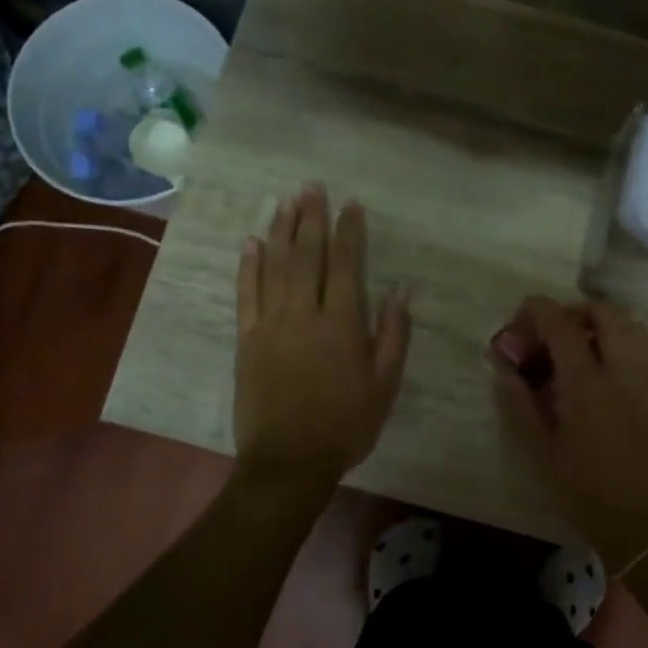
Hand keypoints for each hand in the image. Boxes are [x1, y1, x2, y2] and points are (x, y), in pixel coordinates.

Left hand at [235, 184, 410, 484]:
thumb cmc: (346, 424)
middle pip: (307, 255)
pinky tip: (252, 242)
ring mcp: (270, 324)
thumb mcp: (385, 384)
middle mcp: (304, 313)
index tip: (351, 204)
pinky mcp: (247, 339)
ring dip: (281, 231)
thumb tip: (400, 289)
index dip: (349, 231)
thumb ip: (393, 334)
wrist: (289, 461)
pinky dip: (249, 266)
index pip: (345, 265)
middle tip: (312, 187)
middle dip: (311, 218)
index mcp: (342, 324)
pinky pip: (246, 294)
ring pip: (275, 266)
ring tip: (285, 201)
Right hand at [493, 297, 647, 573]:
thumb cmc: (589, 494)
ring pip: (632, 326)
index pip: (561, 323)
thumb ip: (519, 404)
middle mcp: (625, 370)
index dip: (537, 311)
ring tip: (580, 350)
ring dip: (602, 324)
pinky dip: (622, 345)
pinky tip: (605, 375)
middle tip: (553, 334)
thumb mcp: (542, 453)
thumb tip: (505, 367)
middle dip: (574, 311)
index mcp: (587, 384)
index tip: (521, 319)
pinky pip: (645, 350)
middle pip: (605, 312)